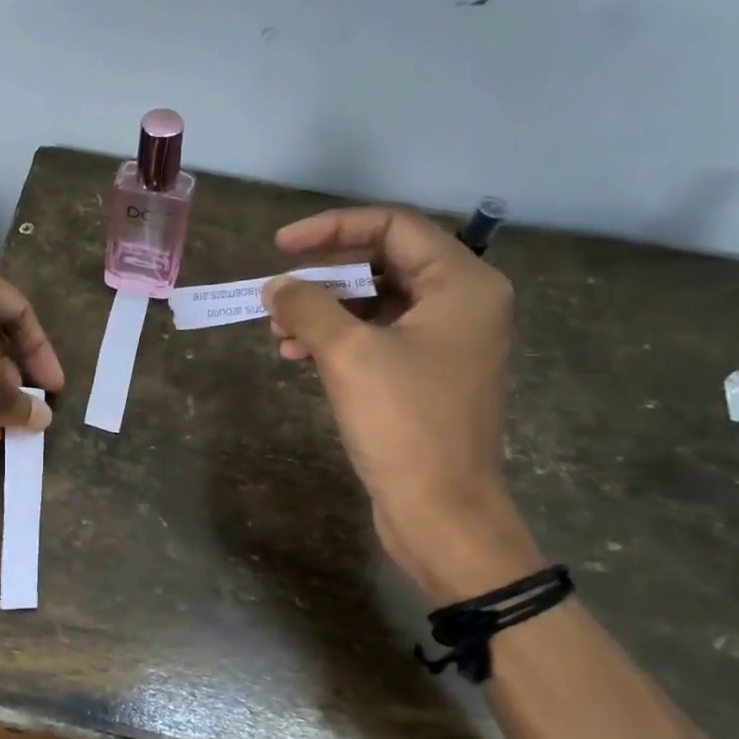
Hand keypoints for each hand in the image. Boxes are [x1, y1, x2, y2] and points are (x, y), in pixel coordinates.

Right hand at [263, 206, 540, 598]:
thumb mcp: (349, 355)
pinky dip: (337, 340)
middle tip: (276, 293)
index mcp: (462, 284)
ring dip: (324, 311)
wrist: (441, 512)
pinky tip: (298, 356)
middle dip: (324, 276)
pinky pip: (377, 338)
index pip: (392, 227)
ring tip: (278, 332)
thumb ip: (308, 307)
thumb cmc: (404, 424)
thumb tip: (276, 286)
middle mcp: (461, 304)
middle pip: (383, 263)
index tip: (280, 246)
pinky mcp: (426, 376)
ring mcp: (445, 343)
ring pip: (375, 304)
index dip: (331, 229)